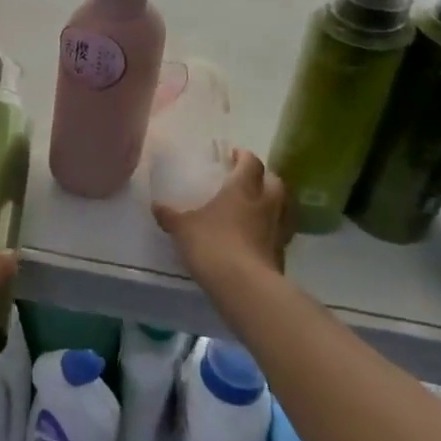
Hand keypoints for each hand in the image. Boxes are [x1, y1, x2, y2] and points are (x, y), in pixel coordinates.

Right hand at [153, 149, 288, 286]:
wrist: (244, 286)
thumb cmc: (212, 244)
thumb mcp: (183, 228)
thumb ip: (171, 216)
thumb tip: (156, 206)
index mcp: (242, 189)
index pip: (251, 163)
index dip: (244, 156)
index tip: (235, 154)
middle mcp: (266, 204)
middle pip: (275, 181)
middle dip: (264, 176)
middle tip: (249, 179)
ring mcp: (278, 229)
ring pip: (284, 206)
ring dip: (274, 202)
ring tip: (258, 205)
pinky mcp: (282, 253)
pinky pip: (281, 232)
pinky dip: (272, 228)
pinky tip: (258, 235)